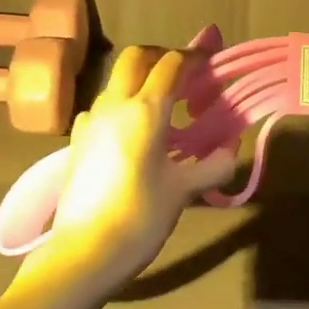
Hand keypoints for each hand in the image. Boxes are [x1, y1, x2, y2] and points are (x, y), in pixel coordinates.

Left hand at [20, 45, 236, 298]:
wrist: (84, 253)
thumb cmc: (141, 216)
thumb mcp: (184, 190)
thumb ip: (213, 165)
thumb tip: (231, 147)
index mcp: (145, 110)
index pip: (172, 64)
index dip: (195, 56)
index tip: (212, 58)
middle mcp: (114, 105)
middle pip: (136, 58)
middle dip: (162, 57)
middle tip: (186, 76)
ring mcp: (90, 121)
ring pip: (117, 81)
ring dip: (142, 81)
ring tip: (165, 109)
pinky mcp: (77, 141)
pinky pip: (103, 107)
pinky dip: (123, 106)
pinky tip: (134, 134)